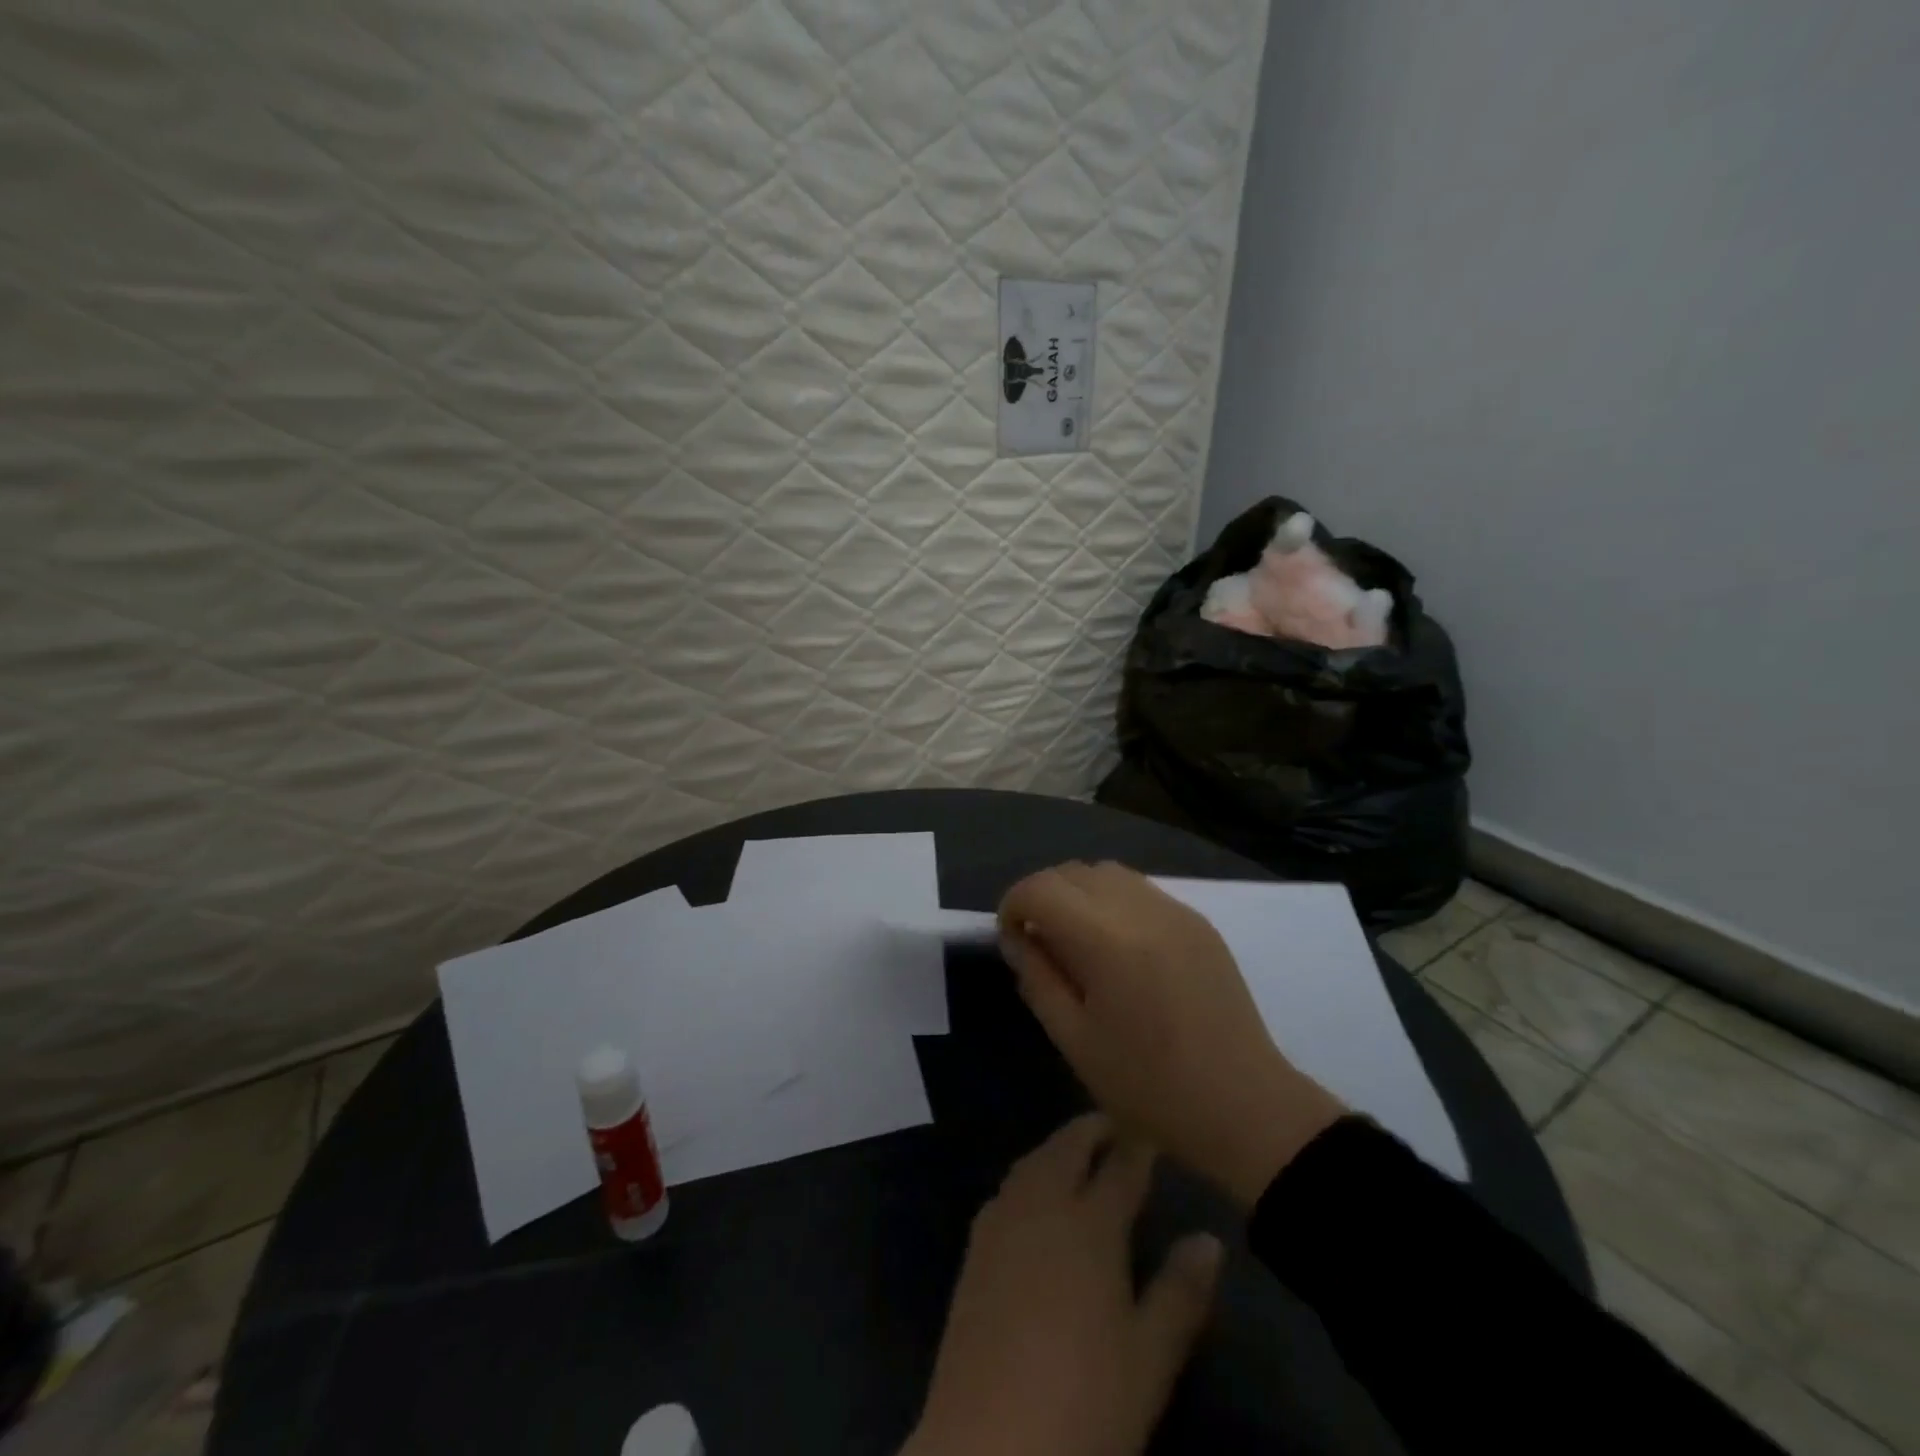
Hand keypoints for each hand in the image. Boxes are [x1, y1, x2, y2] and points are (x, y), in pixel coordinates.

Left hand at [905, 1115, 1221, 1455]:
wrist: (988, 1446)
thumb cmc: (1084, 1403)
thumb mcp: (1149, 1359)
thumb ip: (1180, 1294)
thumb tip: (1210, 1239)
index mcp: (1090, 1226)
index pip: (1120, 1170)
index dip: (1137, 1146)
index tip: (1151, 1126)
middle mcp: (1043, 1207)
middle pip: (1066, 1149)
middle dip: (1090, 1130)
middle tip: (1112, 1122)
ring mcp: (1002, 1224)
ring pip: (1032, 1163)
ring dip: (1056, 1147)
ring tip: (1076, 1148)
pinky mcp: (974, 1250)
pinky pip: (1007, 1189)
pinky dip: (1028, 1174)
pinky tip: (1033, 1193)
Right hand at [998, 862, 1345, 1207]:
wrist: (1245, 1106)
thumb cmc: (1150, 1085)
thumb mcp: (1074, 1040)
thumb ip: (1037, 978)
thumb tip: (1017, 938)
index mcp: (1106, 939)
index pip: (1041, 888)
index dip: (1013, 905)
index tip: (1012, 940)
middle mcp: (1141, 908)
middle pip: (1072, 872)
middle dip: (1043, 897)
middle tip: (1041, 944)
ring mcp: (1175, 910)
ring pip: (1107, 873)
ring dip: (1079, 895)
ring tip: (1079, 943)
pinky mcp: (1198, 922)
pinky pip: (1141, 890)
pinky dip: (1114, 902)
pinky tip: (1121, 949)